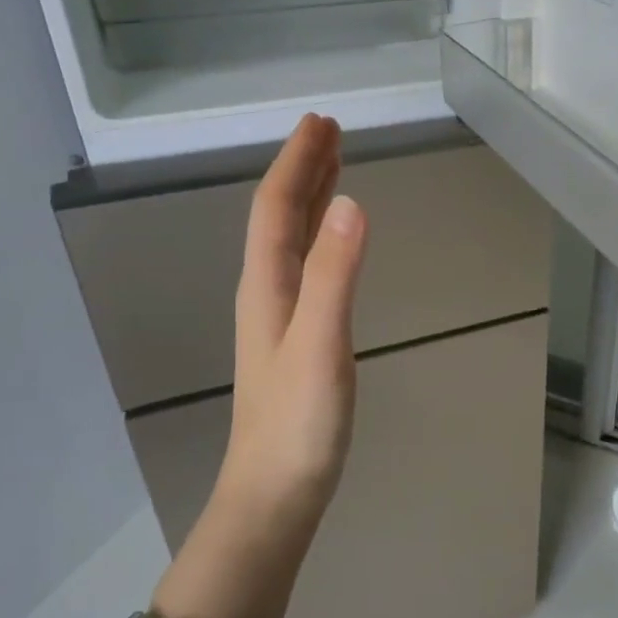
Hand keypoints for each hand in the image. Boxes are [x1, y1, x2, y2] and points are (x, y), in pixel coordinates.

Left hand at [210, 115, 367, 529]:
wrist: (275, 495)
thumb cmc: (298, 424)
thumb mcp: (320, 344)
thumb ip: (333, 275)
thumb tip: (350, 203)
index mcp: (267, 286)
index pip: (276, 208)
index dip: (297, 162)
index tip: (321, 121)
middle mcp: (267, 293)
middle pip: (279, 218)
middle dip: (302, 170)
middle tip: (329, 131)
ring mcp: (279, 318)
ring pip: (290, 242)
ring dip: (309, 200)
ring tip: (332, 170)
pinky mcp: (296, 340)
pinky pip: (305, 268)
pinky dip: (318, 238)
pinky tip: (331, 244)